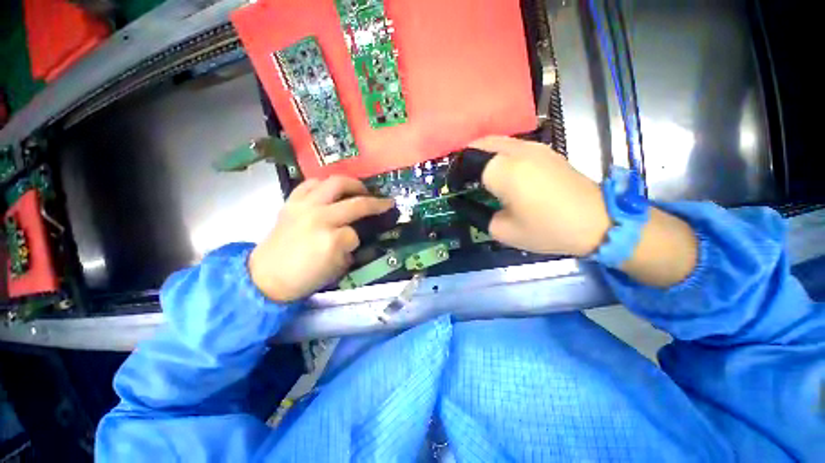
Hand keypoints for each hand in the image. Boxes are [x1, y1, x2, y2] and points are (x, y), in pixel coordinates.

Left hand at [249, 176, 393, 301]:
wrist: (266, 276)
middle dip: (376, 202)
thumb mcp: (337, 269)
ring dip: (353, 185)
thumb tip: (355, 235)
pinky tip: (331, 190)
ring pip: (335, 183)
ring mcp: (304, 206)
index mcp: (330, 240)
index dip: (359, 239)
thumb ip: (349, 248)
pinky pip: (311, 183)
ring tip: (360, 190)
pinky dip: (325, 184)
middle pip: (355, 202)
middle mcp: (319, 217)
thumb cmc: (304, 277)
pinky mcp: (291, 202)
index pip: (355, 233)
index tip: (359, 242)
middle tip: (384, 201)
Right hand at [474, 136, 697, 286]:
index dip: (455, 174)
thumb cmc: (546, 229)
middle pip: (479, 144)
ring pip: (495, 141)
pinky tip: (500, 172)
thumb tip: (463, 203)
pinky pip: (511, 144)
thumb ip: (476, 214)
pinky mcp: (545, 150)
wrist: (598, 221)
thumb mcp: (502, 230)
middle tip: (461, 179)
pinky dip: (497, 153)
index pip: (466, 162)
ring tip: (477, 175)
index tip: (453, 188)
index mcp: (503, 171)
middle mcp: (516, 151)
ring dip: (481, 154)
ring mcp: (533, 147)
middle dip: (464, 159)